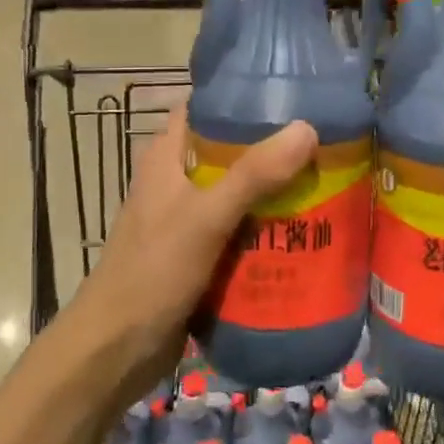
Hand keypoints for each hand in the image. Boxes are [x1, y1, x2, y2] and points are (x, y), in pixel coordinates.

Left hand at [76, 104, 316, 404]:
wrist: (116, 351)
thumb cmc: (152, 273)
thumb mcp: (205, 218)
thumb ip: (253, 176)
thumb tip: (306, 129)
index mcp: (167, 157)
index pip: (204, 108)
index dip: (242, 95)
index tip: (292, 92)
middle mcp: (177, 181)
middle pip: (230, 150)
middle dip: (273, 147)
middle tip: (324, 141)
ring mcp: (188, 220)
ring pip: (240, 193)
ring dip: (276, 190)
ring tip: (328, 180)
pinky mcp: (200, 255)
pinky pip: (241, 231)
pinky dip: (269, 228)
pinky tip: (307, 231)